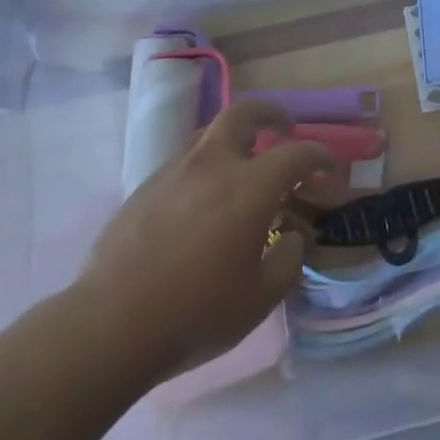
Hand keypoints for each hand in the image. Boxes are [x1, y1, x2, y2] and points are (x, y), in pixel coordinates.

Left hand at [71, 102, 334, 379]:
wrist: (110, 325)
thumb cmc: (195, 313)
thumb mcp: (259, 299)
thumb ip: (287, 261)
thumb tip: (291, 237)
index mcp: (250, 186)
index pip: (296, 153)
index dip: (319, 157)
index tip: (329, 169)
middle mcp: (214, 164)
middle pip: (244, 114)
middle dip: (270, 115)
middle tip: (282, 130)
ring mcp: (174, 171)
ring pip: (210, 134)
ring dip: (233, 139)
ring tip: (242, 166)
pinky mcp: (145, 187)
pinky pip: (184, 161)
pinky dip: (204, 166)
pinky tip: (202, 201)